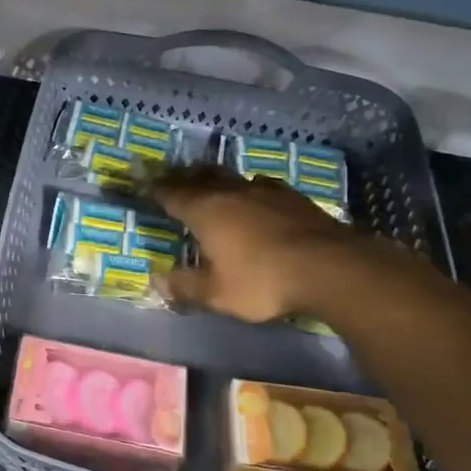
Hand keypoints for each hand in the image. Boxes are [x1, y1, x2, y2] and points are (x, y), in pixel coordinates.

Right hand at [152, 165, 383, 322]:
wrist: (330, 267)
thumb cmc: (263, 281)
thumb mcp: (217, 294)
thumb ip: (185, 286)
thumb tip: (157, 280)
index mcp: (205, 211)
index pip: (171, 193)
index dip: (153, 187)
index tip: (140, 179)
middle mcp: (231, 193)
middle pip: (200, 176)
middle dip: (183, 176)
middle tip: (171, 175)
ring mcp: (265, 191)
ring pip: (231, 177)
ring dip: (215, 178)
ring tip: (209, 181)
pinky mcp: (293, 198)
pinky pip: (260, 185)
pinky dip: (247, 188)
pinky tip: (254, 194)